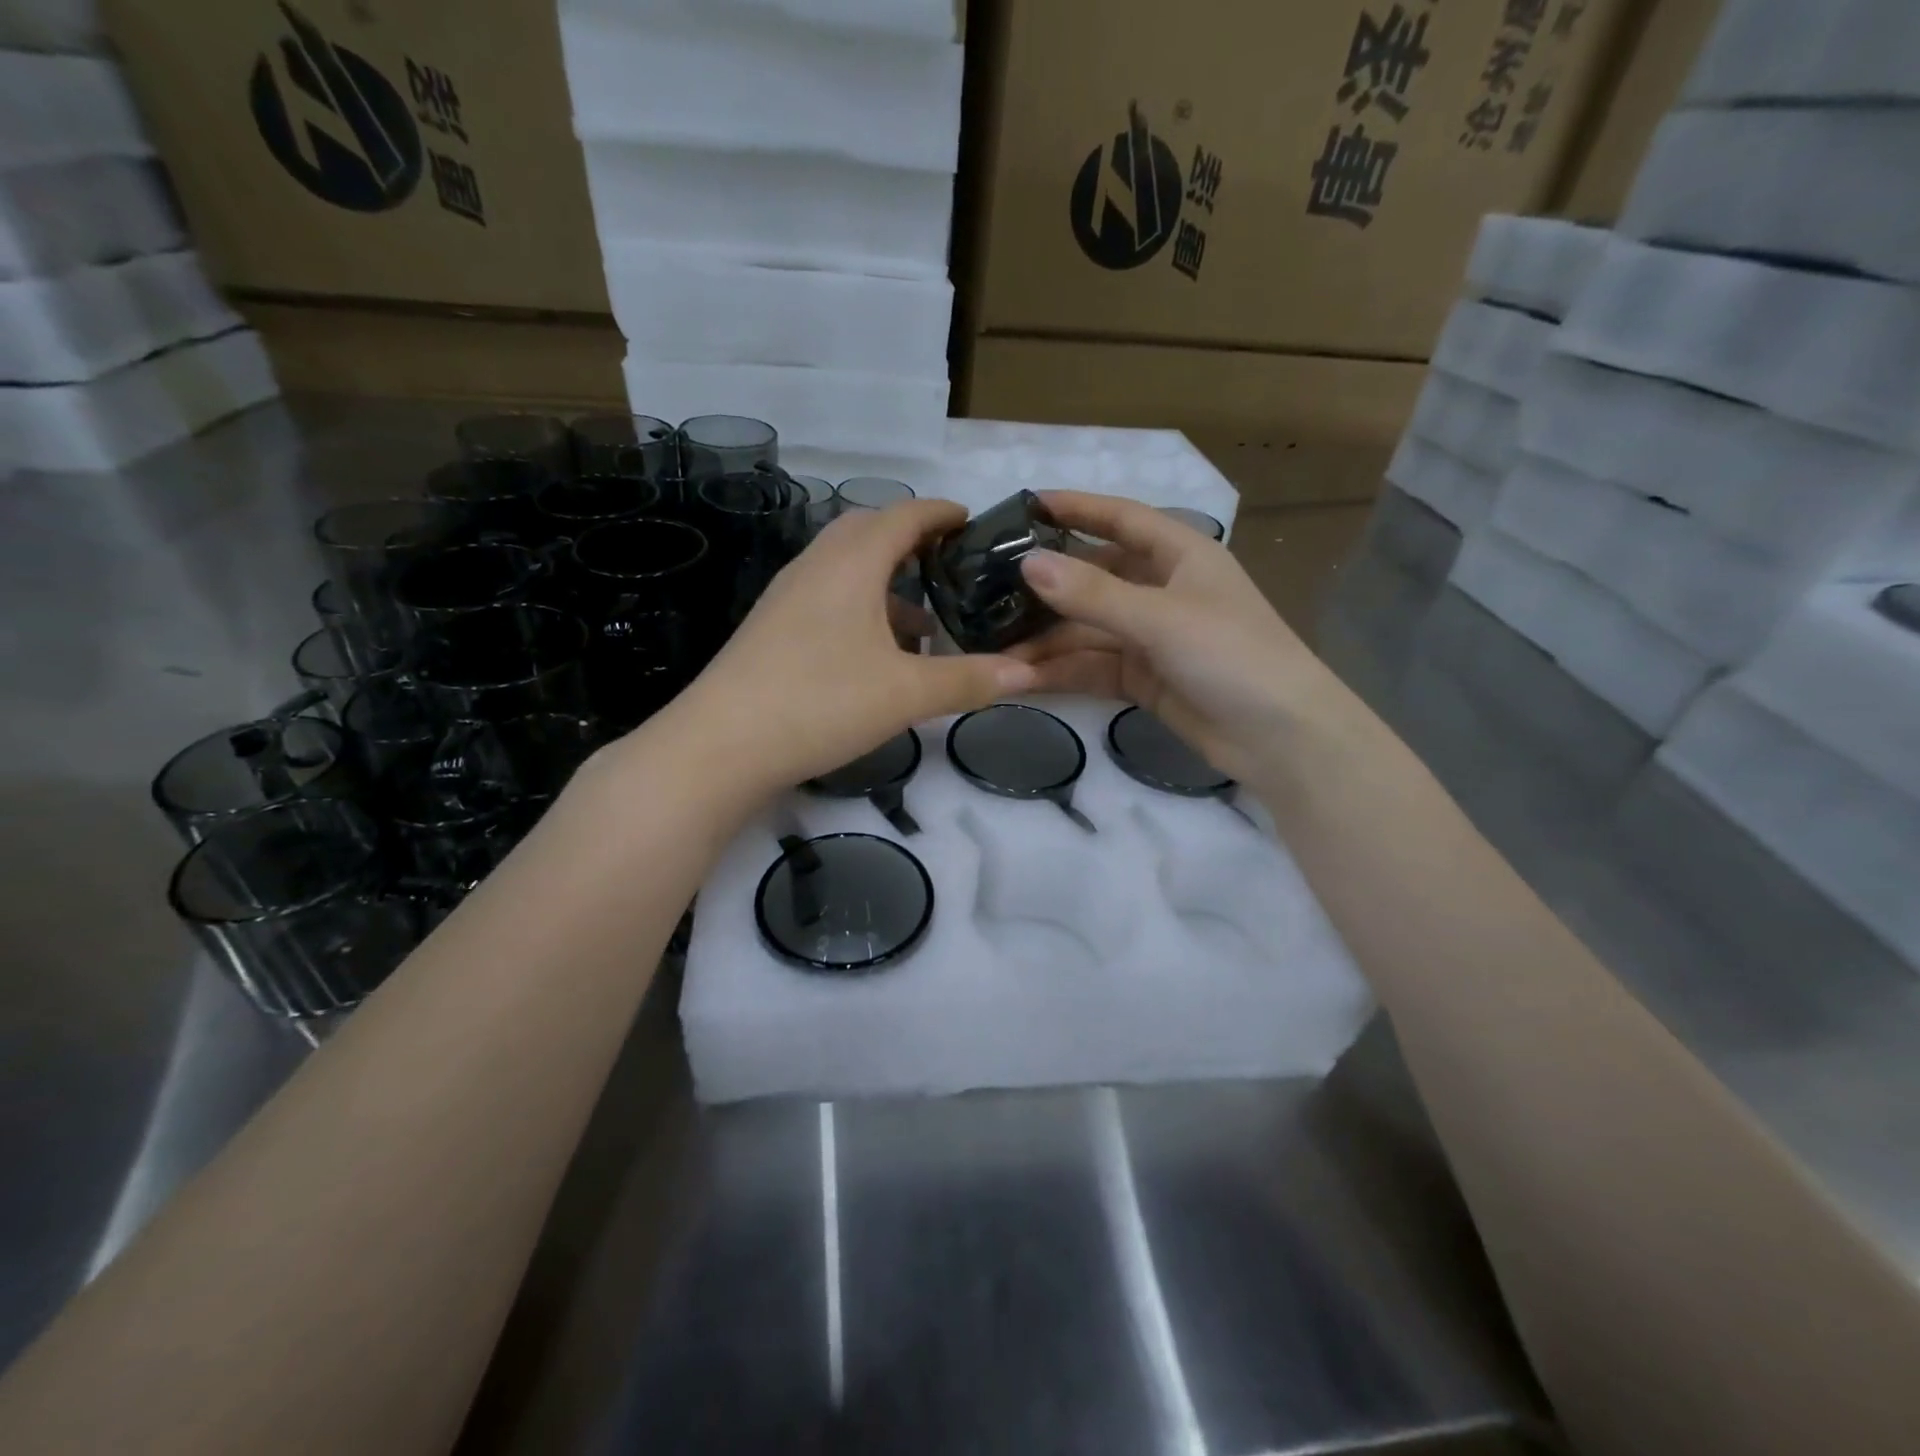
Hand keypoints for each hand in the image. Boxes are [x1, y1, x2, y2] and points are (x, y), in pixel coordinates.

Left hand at [660, 499, 1036, 793]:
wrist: (720, 745)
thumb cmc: (820, 702)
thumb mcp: (906, 694)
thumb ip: (968, 680)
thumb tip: (1028, 672)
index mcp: (850, 564)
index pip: (902, 515)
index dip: (940, 513)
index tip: (972, 520)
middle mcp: (815, 567)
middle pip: (867, 531)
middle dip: (911, 540)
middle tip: (951, 565)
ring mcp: (787, 597)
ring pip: (845, 568)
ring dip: (886, 581)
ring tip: (924, 621)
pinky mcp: (772, 628)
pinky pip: (826, 597)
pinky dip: (860, 608)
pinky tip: (877, 653)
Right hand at [1012, 491, 1349, 786]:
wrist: (1280, 738)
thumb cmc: (1231, 655)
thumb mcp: (1161, 617)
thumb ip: (1093, 594)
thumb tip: (1028, 564)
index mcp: (1180, 555)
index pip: (1120, 519)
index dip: (1075, 509)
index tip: (1023, 506)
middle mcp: (1162, 590)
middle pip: (1093, 578)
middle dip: (1046, 589)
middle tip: (988, 592)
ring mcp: (1151, 637)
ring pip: (1087, 630)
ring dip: (1046, 641)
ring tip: (993, 650)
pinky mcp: (1143, 679)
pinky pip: (1093, 667)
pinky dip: (1061, 672)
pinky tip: (1022, 678)